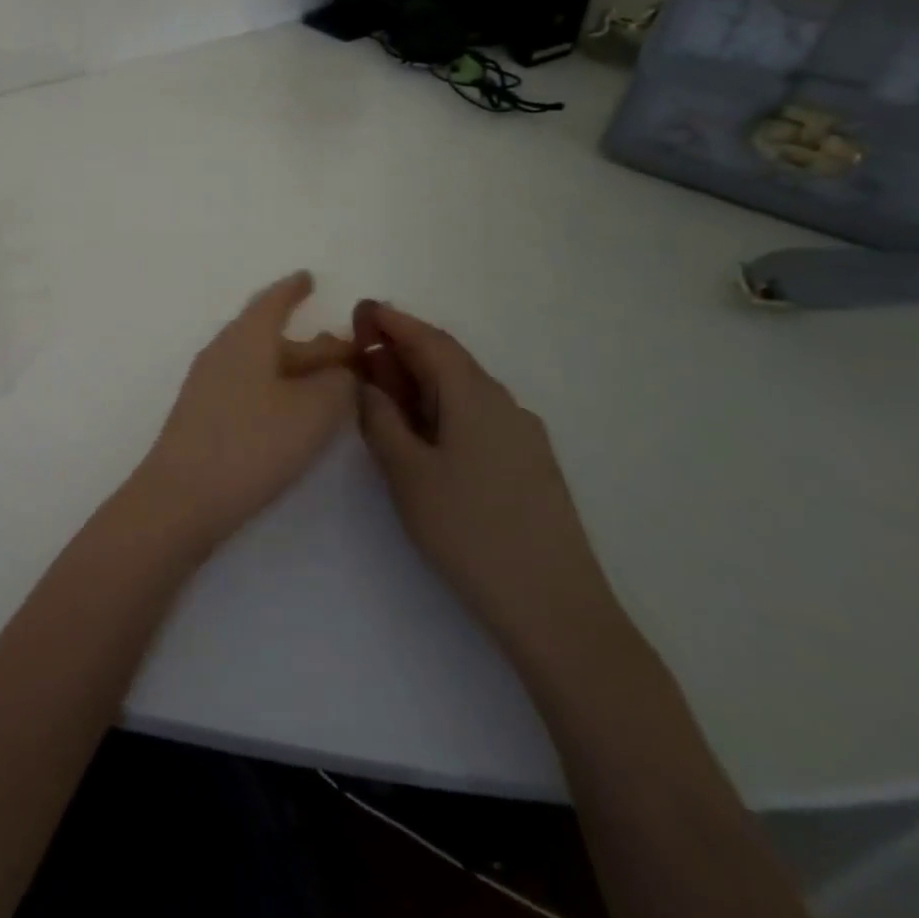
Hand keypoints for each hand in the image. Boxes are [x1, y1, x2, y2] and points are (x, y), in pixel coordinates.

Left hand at [129, 273, 356, 555]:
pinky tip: (294, 413)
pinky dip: (277, 390)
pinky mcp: (205, 417)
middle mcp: (222, 353)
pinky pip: (249, 387)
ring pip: (260, 365)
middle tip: (347, 351)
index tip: (309, 277)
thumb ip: (338, 382)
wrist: (182, 497)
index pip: (272, 302)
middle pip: (270, 336)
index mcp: (245, 339)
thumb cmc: (252, 443)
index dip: (293, 289)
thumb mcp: (313, 410)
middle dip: (310, 342)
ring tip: (330, 384)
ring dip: (295, 369)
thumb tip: (341, 369)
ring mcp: (208, 386)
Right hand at [352, 301, 620, 664]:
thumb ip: (381, 420)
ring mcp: (523, 436)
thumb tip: (369, 384)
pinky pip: (478, 416)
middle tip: (363, 351)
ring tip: (384, 392)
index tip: (362, 309)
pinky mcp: (530, 465)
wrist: (556, 608)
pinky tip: (424, 433)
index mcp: (474, 397)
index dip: (393, 322)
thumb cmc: (470, 531)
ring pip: (464, 391)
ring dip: (422, 381)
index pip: (430, 340)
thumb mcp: (407, 473)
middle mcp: (504, 405)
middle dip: (404, 349)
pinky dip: (442, 408)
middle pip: (449, 361)